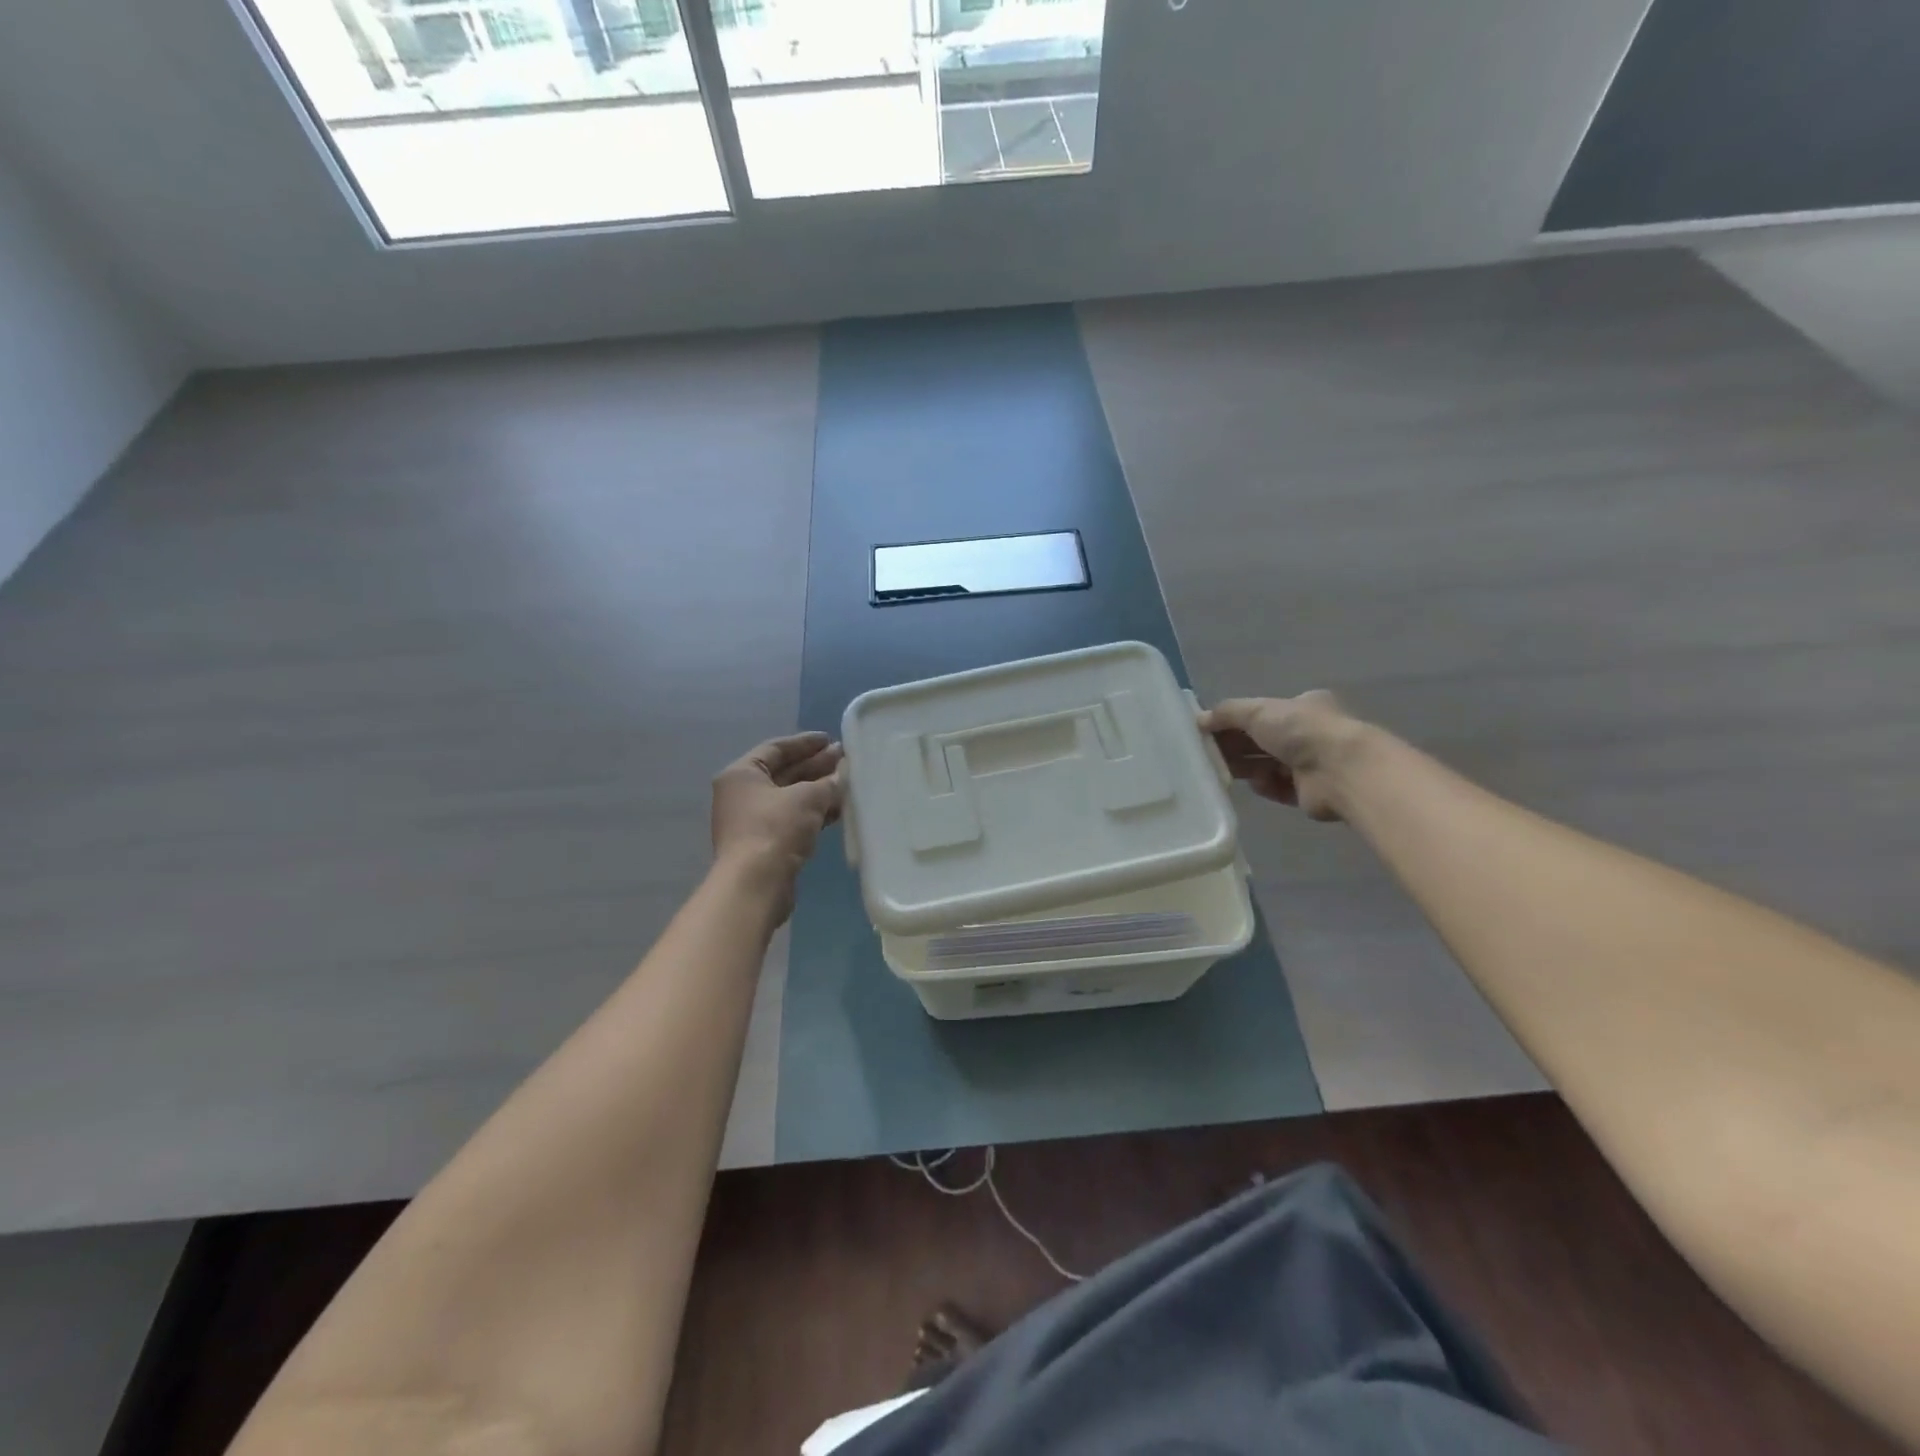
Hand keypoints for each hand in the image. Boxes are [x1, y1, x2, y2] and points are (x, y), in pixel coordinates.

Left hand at [711, 732, 844, 917]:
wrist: (755, 884)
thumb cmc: (775, 828)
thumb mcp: (807, 797)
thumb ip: (828, 783)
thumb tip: (842, 776)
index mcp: (742, 774)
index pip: (776, 748)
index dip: (805, 743)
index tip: (831, 739)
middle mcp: (742, 794)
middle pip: (784, 773)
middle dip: (815, 766)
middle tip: (845, 759)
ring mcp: (752, 821)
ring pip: (790, 798)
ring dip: (817, 790)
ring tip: (847, 783)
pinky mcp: (765, 844)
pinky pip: (793, 819)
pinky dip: (813, 813)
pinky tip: (838, 810)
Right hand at [1199, 691, 1363, 821]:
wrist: (1340, 770)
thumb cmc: (1300, 730)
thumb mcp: (1258, 710)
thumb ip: (1227, 713)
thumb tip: (1200, 720)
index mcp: (1302, 707)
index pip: (1261, 713)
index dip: (1234, 721)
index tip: (1209, 730)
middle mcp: (1308, 733)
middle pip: (1261, 740)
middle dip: (1235, 746)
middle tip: (1207, 753)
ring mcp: (1311, 764)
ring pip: (1267, 764)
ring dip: (1247, 767)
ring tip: (1224, 771)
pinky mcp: (1309, 792)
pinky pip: (1278, 787)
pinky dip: (1265, 785)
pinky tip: (1258, 783)